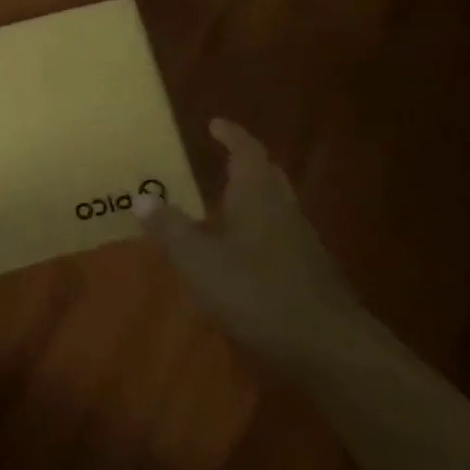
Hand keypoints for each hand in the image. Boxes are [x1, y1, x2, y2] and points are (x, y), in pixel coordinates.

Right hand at [137, 118, 355, 359]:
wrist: (327, 346)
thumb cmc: (256, 292)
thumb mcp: (199, 261)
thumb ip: (170, 229)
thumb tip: (142, 197)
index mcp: (257, 197)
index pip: (246, 152)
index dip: (232, 135)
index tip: (216, 124)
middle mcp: (284, 211)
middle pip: (268, 175)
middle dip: (247, 162)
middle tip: (223, 158)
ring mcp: (302, 242)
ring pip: (277, 206)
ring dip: (255, 197)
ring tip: (228, 204)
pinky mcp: (311, 272)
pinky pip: (282, 235)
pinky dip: (262, 229)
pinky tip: (246, 252)